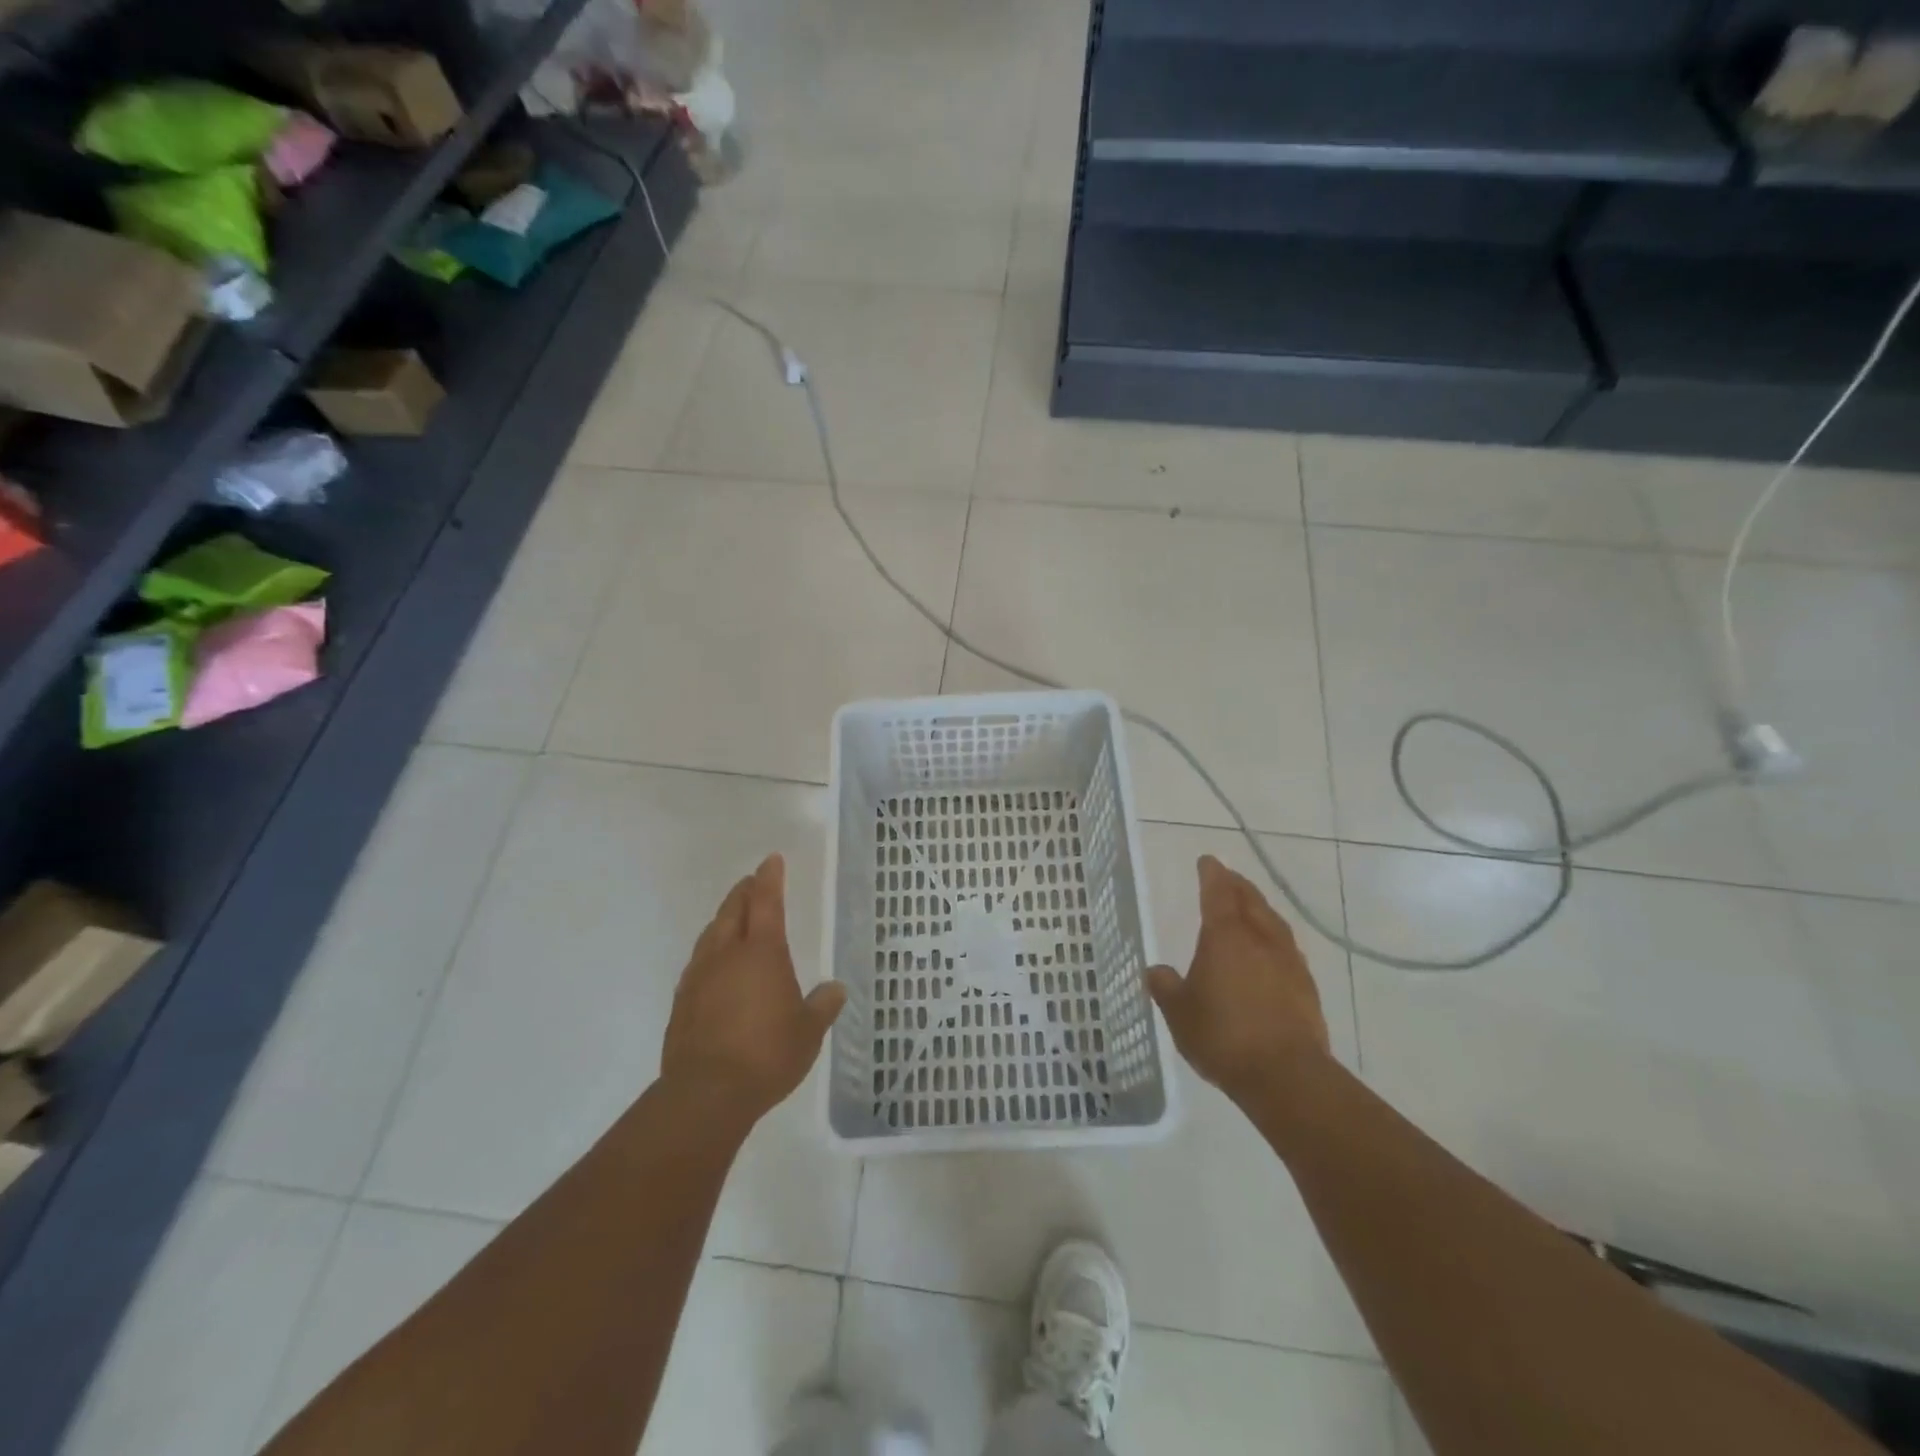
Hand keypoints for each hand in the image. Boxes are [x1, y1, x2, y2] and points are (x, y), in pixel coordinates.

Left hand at [661, 854, 845, 1126]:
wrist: (706, 1094)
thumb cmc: (767, 1054)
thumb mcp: (809, 1032)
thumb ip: (822, 1006)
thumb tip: (835, 989)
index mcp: (763, 952)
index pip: (767, 902)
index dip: (770, 878)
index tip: (772, 860)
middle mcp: (727, 955)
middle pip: (732, 911)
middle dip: (743, 892)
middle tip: (751, 882)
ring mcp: (699, 977)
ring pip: (710, 935)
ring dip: (723, 920)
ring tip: (732, 919)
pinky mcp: (682, 1003)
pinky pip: (698, 963)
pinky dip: (710, 953)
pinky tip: (714, 967)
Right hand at [1145, 855, 1330, 1103]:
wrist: (1287, 1076)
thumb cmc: (1224, 1036)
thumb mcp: (1180, 1013)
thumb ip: (1166, 988)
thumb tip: (1156, 971)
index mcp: (1226, 936)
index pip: (1217, 893)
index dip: (1211, 874)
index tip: (1207, 861)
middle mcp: (1260, 939)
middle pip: (1250, 900)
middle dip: (1237, 885)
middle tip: (1227, 878)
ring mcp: (1288, 962)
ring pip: (1273, 922)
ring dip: (1259, 909)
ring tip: (1250, 907)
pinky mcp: (1306, 987)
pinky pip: (1286, 948)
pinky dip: (1273, 938)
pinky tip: (1269, 951)